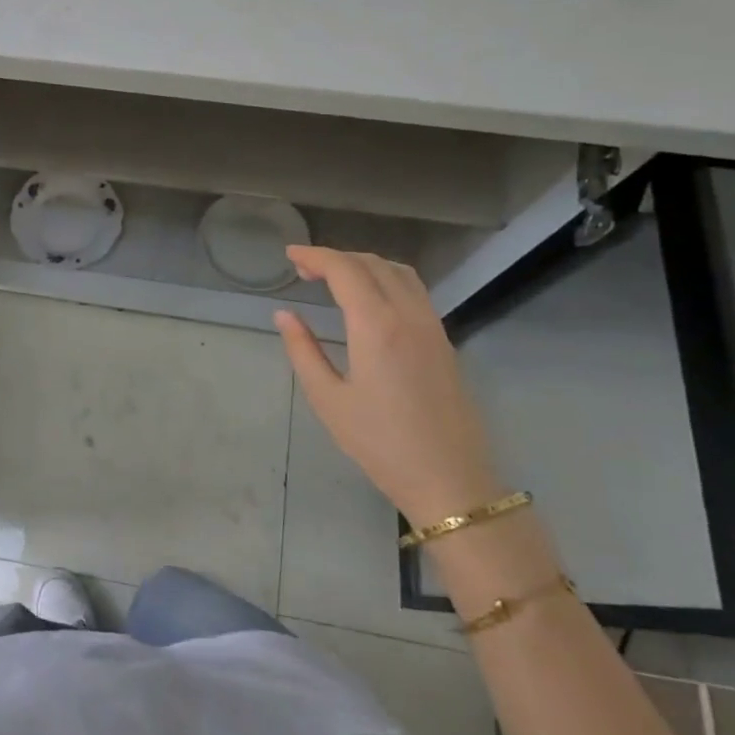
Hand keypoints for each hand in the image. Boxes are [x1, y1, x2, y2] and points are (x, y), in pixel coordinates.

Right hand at [275, 246, 502, 523]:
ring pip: (399, 273)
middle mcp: (408, 315)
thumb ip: (303, 351)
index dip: (315, 256)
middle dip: (336, 257)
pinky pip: (414, 291)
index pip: (344, 270)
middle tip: (304, 268)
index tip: (289, 255)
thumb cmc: (380, 443)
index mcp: (376, 326)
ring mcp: (432, 327)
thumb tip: (284, 315)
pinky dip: (386, 279)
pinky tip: (369, 299)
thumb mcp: (328, 400)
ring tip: (335, 277)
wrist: (450, 480)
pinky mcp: (444, 342)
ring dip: (364, 264)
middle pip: (373, 264)